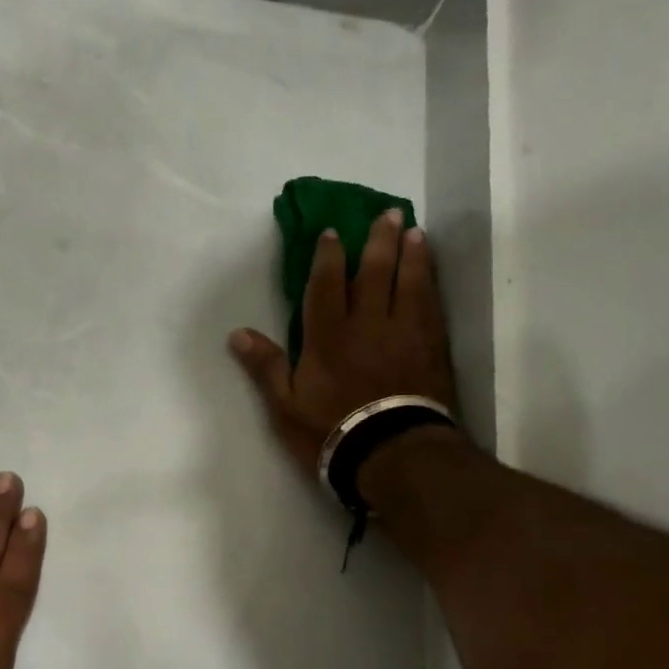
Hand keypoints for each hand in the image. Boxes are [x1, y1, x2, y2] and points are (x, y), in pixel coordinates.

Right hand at [229, 209, 458, 477]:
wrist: (391, 453)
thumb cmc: (331, 433)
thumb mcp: (285, 407)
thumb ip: (266, 367)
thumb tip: (237, 333)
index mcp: (327, 336)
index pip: (326, 285)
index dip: (329, 256)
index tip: (333, 233)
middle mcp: (367, 324)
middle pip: (374, 272)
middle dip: (378, 241)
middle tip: (387, 214)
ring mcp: (404, 333)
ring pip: (409, 282)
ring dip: (411, 254)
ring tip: (414, 232)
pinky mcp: (431, 348)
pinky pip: (431, 305)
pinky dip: (430, 283)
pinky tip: (430, 273)